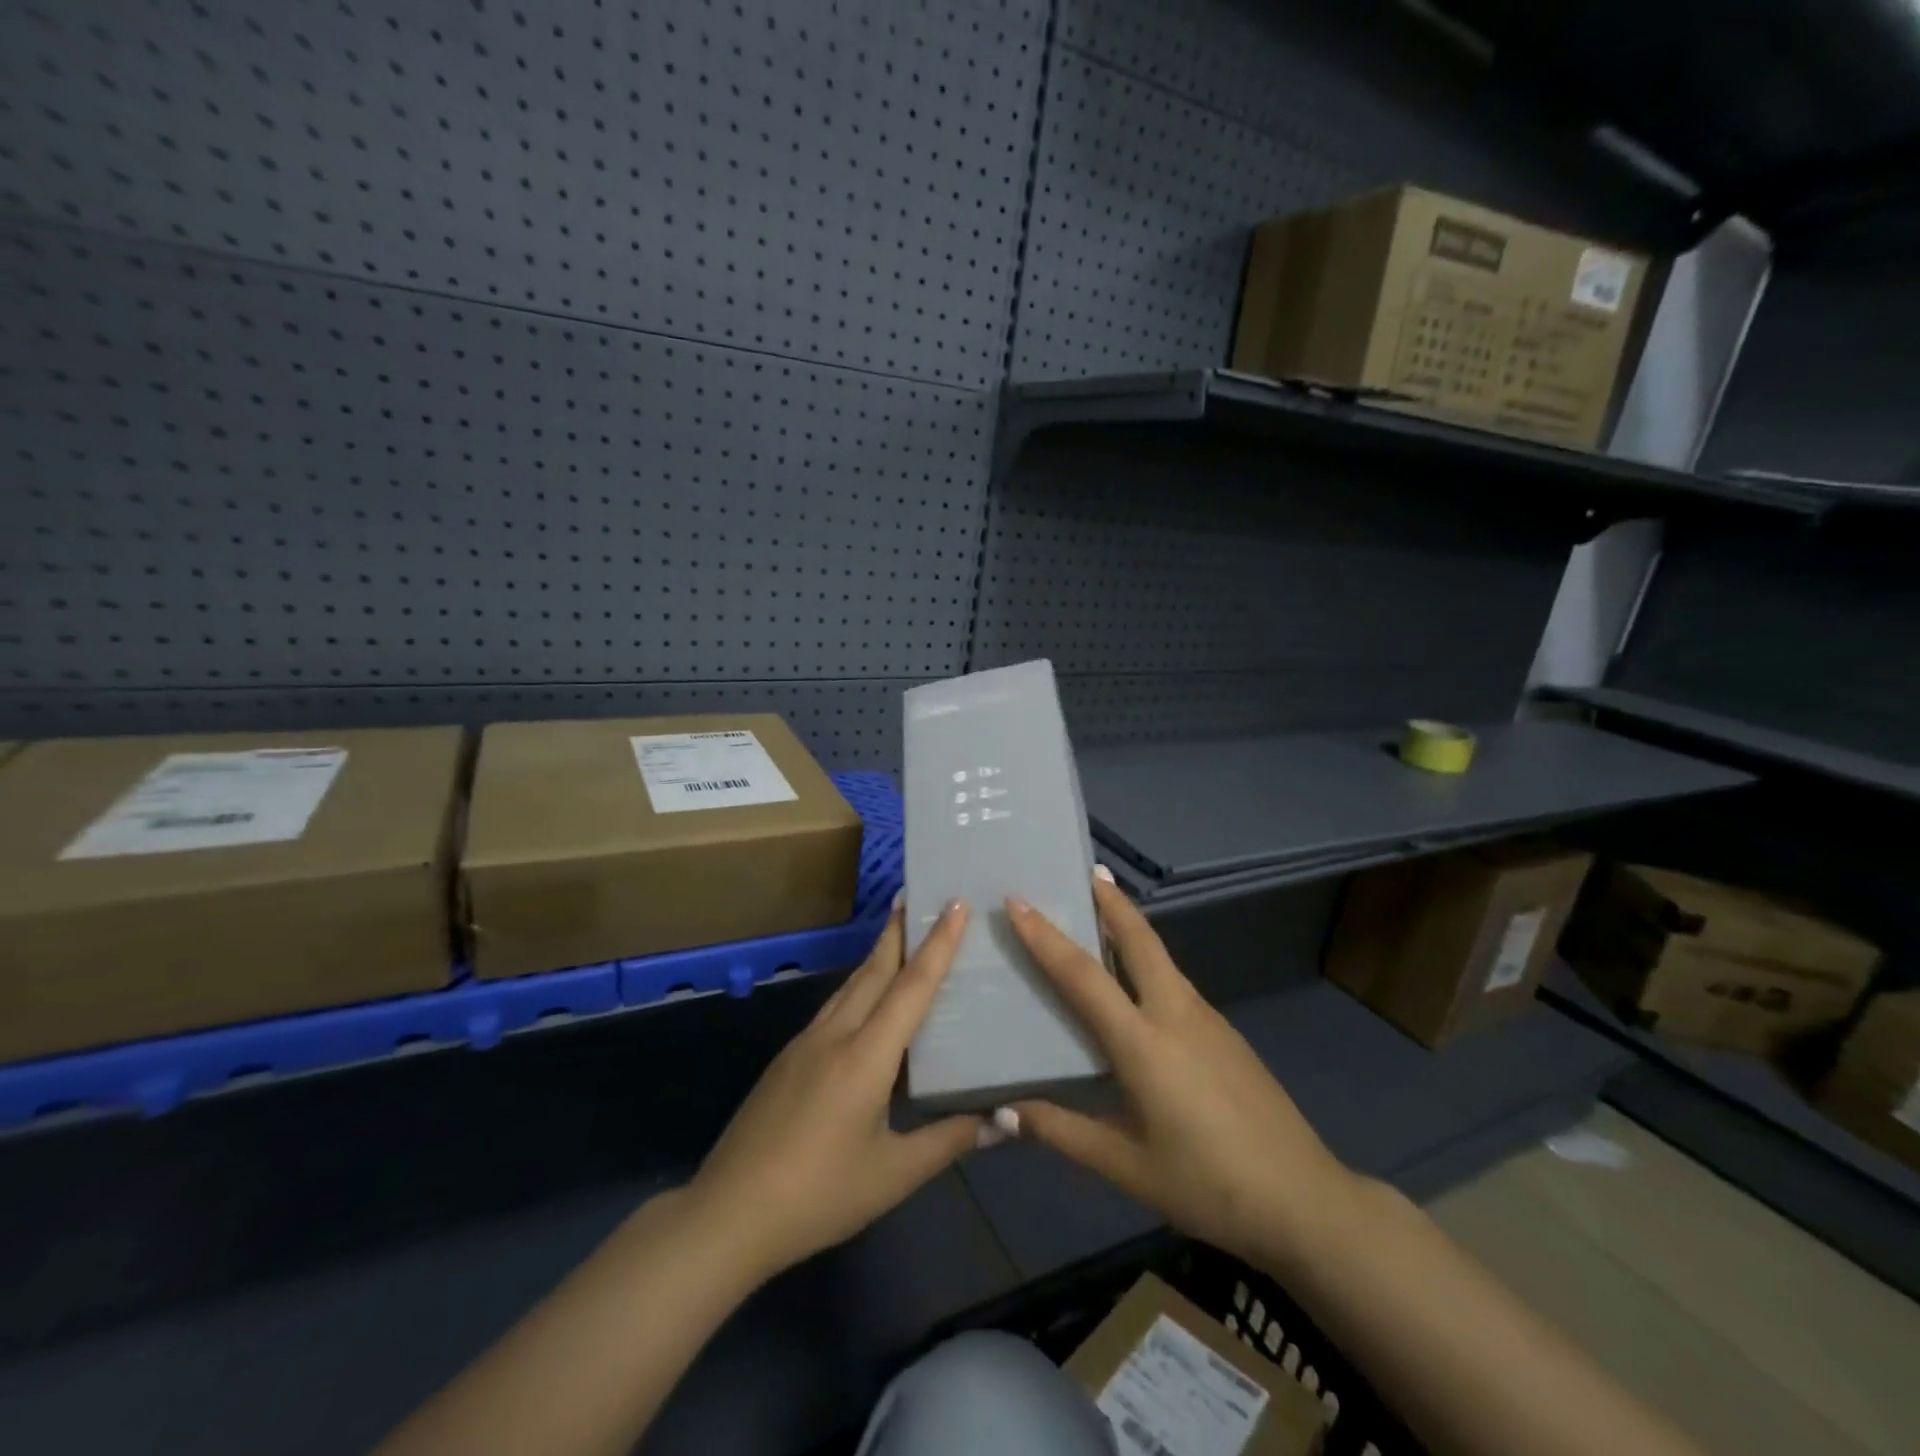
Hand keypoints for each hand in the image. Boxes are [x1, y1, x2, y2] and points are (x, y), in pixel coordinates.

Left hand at [681, 898, 988, 1284]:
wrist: (729, 1213)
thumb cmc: (820, 1194)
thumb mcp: (893, 1174)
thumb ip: (950, 1140)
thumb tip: (1005, 1121)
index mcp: (866, 1055)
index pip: (911, 986)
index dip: (937, 944)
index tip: (953, 903)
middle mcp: (835, 1034)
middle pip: (874, 970)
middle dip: (898, 930)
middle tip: (917, 895)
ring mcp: (805, 1043)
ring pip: (850, 985)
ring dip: (877, 956)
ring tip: (898, 935)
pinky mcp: (787, 1058)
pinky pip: (833, 1007)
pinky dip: (858, 986)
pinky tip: (864, 1000)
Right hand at [1004, 875, 1357, 1270]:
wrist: (1303, 1200)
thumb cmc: (1206, 1184)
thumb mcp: (1125, 1166)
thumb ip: (1060, 1131)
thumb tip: (999, 1114)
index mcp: (1142, 1042)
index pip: (1083, 976)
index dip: (1046, 937)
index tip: (1018, 902)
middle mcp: (1175, 1013)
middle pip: (1139, 939)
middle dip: (1111, 901)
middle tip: (1086, 872)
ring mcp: (1207, 1018)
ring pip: (1161, 957)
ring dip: (1131, 927)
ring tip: (1102, 916)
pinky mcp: (1225, 1032)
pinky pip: (1176, 982)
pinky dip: (1149, 963)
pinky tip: (1139, 988)